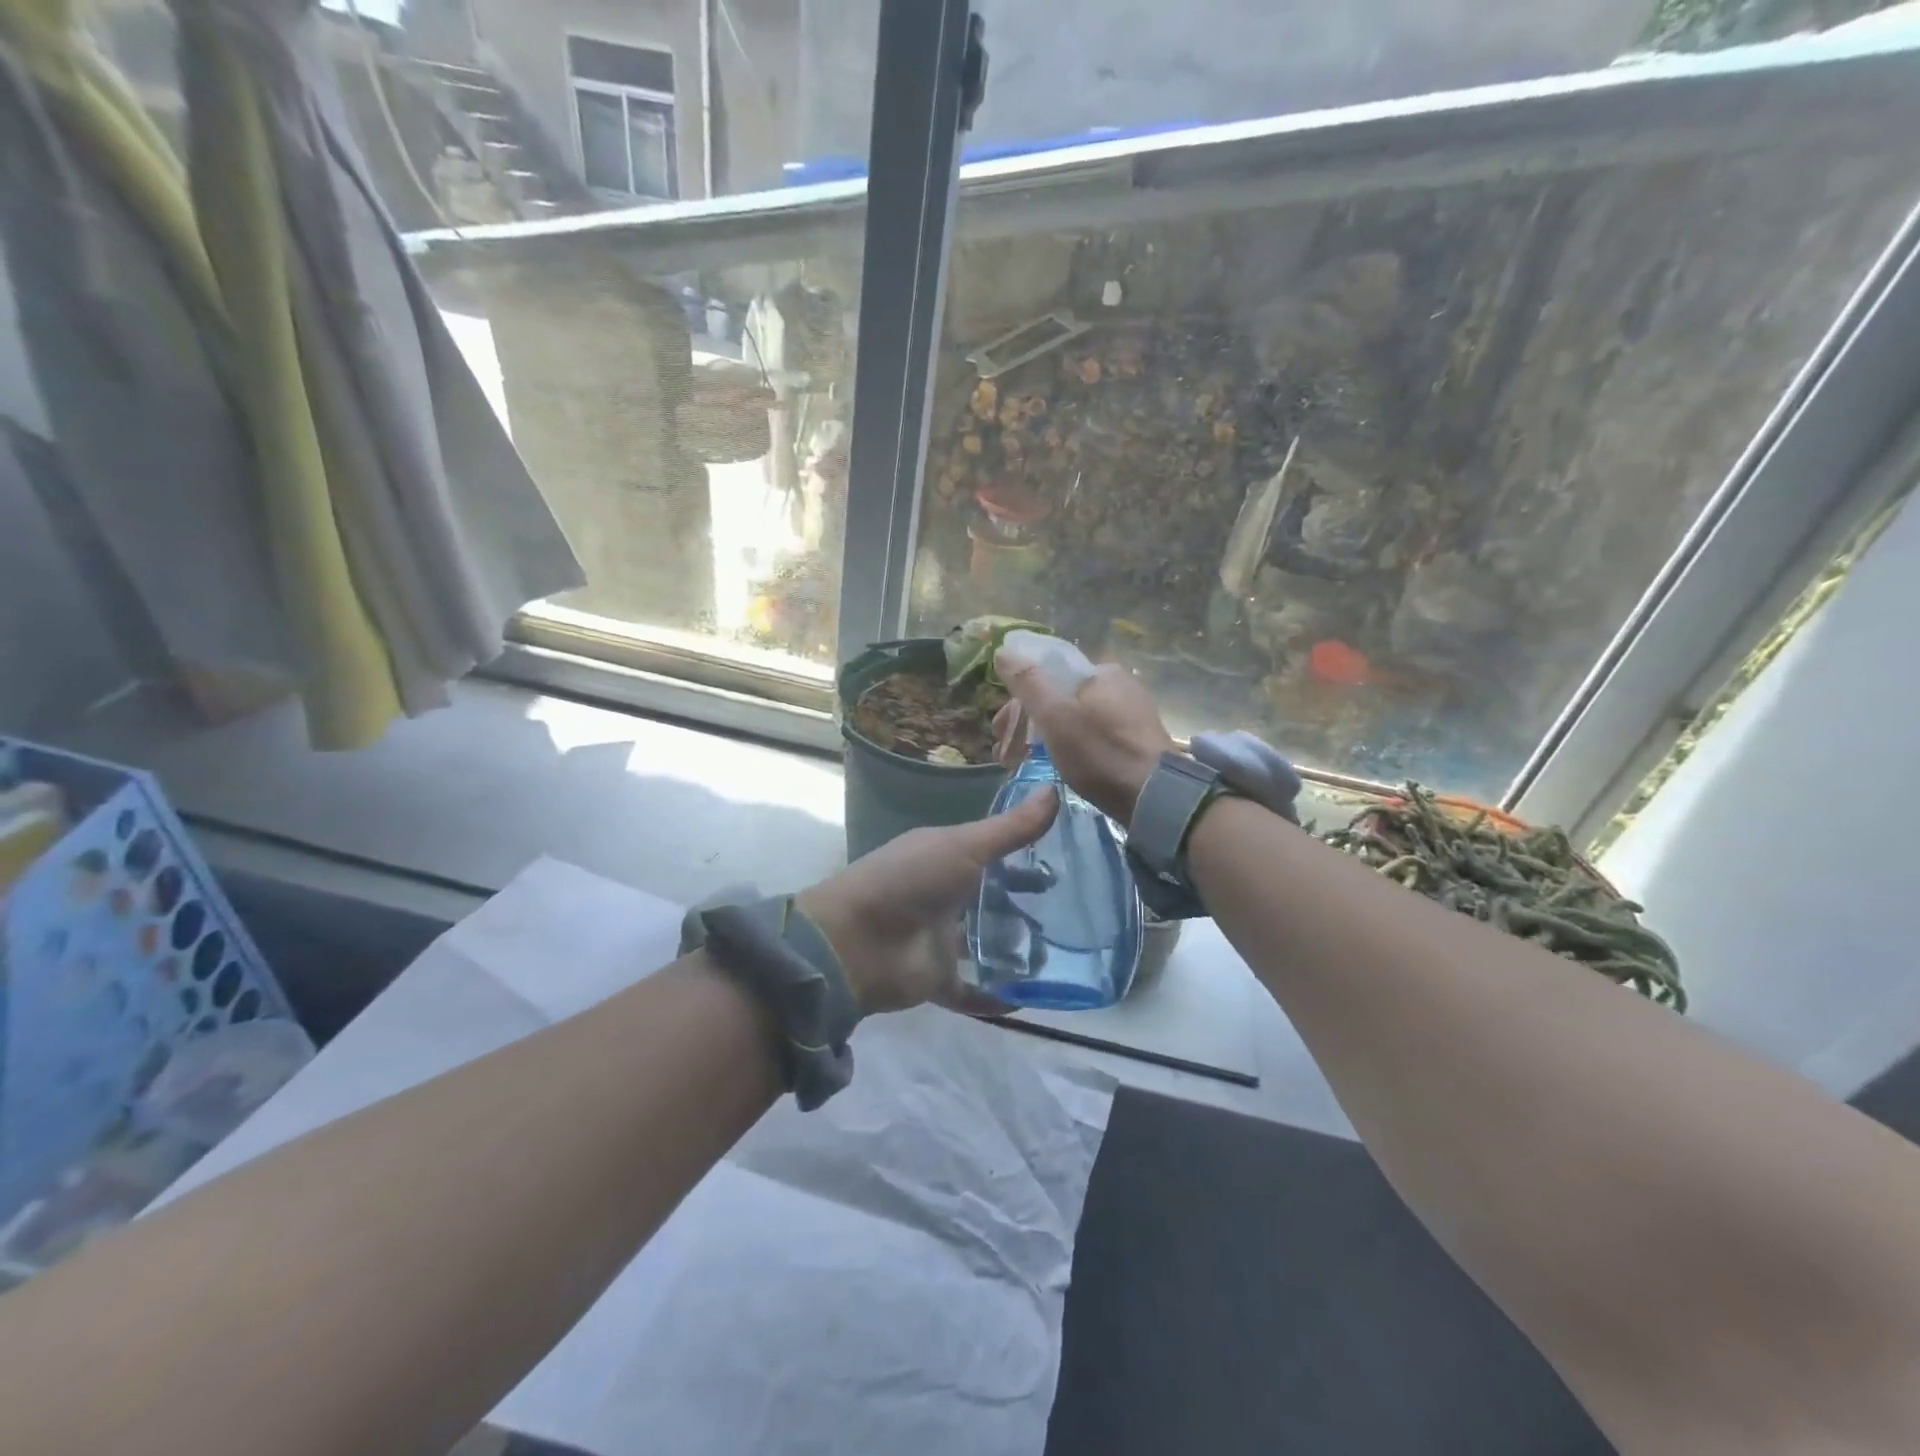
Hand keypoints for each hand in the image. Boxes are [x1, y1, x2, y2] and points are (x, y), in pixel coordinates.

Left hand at [797, 790, 1058, 1014]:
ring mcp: (940, 938)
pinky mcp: (938, 978)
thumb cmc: (910, 881)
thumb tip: (1056, 789)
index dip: (1026, 854)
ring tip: (1066, 952)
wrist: (856, 942)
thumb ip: (1011, 828)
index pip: (992, 852)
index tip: (1068, 859)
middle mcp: (945, 895)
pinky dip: (996, 996)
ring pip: (986, 943)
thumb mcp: (964, 846)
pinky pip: (973, 990)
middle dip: (1027, 903)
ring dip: (1018, 948)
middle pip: (992, 898)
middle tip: (1075, 909)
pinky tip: (1032, 998)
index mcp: (945, 857)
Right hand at [992, 647, 1175, 823]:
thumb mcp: (1056, 716)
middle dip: (1028, 723)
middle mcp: (1119, 685)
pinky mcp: (1137, 741)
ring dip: (1045, 737)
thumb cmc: (1100, 753)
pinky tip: (1059, 765)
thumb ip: (1028, 682)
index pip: (1048, 674)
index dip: (1018, 700)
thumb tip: (1003, 651)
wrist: (1157, 799)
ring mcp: (1131, 713)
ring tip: (1025, 763)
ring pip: (1074, 718)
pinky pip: (1092, 735)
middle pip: (1060, 696)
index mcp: (1101, 671)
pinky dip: (1070, 746)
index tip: (1000, 730)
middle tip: (1007, 753)